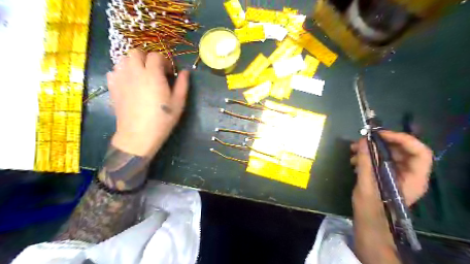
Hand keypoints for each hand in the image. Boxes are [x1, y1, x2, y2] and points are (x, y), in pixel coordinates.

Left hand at [106, 50, 188, 156]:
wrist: (138, 135)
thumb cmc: (162, 119)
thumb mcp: (178, 103)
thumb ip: (182, 84)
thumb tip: (185, 71)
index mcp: (153, 75)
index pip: (156, 56)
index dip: (164, 61)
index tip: (168, 73)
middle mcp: (135, 72)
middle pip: (136, 52)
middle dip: (146, 58)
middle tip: (154, 71)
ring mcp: (121, 79)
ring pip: (123, 59)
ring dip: (133, 63)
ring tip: (141, 75)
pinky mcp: (112, 87)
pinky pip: (114, 71)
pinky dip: (122, 72)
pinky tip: (129, 83)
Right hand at [348, 131, 432, 206]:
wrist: (369, 223)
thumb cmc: (371, 208)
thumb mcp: (367, 184)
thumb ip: (366, 162)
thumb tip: (363, 140)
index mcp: (414, 179)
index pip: (420, 152)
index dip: (402, 139)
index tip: (380, 135)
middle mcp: (410, 174)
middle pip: (402, 150)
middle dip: (380, 143)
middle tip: (361, 140)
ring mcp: (398, 174)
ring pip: (389, 153)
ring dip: (371, 149)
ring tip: (353, 150)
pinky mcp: (387, 175)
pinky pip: (381, 159)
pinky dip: (368, 156)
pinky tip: (354, 160)